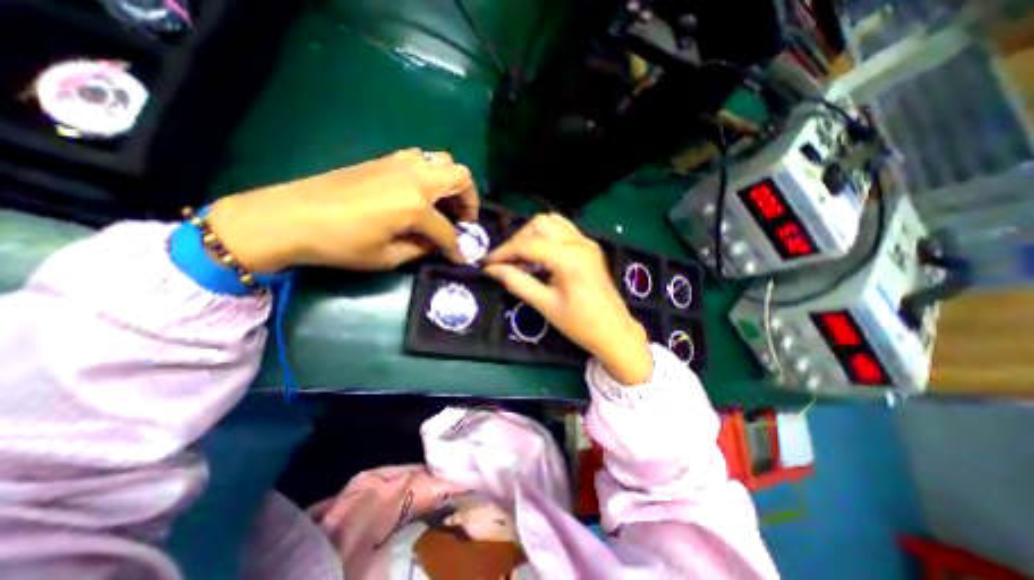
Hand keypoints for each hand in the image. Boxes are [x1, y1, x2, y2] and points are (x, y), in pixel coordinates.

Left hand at [207, 153, 480, 273]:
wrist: (290, 216)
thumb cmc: (341, 243)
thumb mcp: (388, 257)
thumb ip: (421, 249)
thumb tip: (437, 245)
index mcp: (416, 205)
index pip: (448, 230)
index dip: (458, 248)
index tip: (462, 258)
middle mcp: (415, 177)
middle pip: (460, 177)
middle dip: (469, 200)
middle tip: (462, 220)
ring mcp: (400, 163)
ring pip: (443, 161)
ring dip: (451, 183)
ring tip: (444, 205)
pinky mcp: (385, 160)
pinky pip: (422, 160)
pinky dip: (431, 175)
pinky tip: (420, 194)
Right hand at [489, 213, 647, 384]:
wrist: (614, 331)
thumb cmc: (580, 324)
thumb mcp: (545, 304)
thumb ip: (517, 282)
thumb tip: (492, 270)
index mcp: (568, 257)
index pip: (527, 244)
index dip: (503, 252)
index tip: (487, 263)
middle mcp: (578, 242)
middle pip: (538, 224)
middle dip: (518, 240)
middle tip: (507, 262)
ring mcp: (586, 242)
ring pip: (551, 222)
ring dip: (531, 235)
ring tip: (521, 257)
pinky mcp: (589, 247)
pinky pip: (563, 229)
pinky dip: (546, 236)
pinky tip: (540, 254)